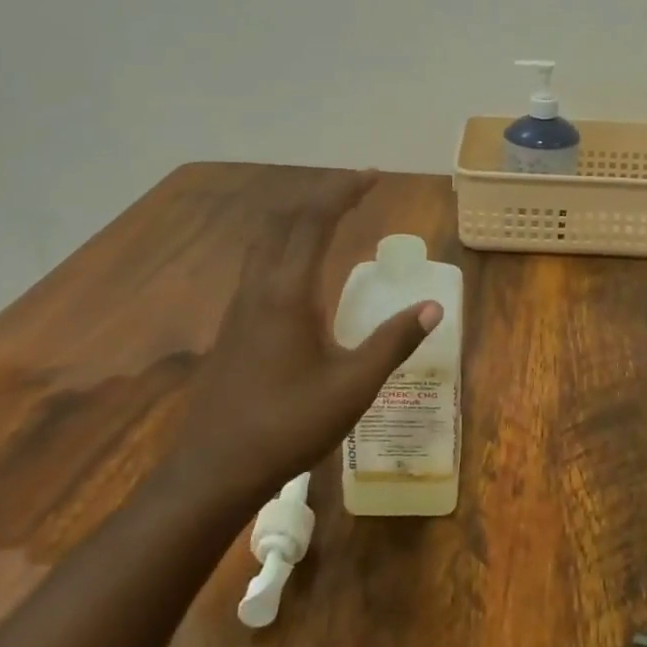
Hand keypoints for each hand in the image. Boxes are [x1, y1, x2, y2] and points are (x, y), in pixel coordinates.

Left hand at [172, 171, 441, 499]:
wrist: (214, 470)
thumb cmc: (287, 426)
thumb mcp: (353, 387)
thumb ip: (393, 343)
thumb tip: (432, 307)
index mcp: (286, 293)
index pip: (314, 222)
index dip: (343, 192)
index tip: (373, 176)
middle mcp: (258, 288)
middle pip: (283, 220)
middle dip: (320, 195)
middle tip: (356, 189)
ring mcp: (240, 306)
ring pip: (265, 240)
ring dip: (298, 217)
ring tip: (332, 215)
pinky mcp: (233, 325)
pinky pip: (259, 262)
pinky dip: (285, 243)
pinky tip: (303, 268)